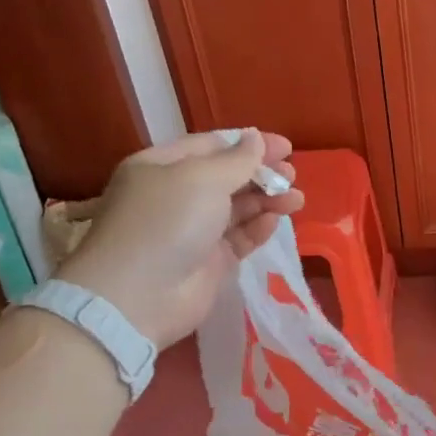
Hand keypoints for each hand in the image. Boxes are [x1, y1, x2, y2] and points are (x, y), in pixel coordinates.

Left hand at [56, 129, 304, 349]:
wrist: (139, 297)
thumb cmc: (166, 222)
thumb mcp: (202, 178)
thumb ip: (237, 159)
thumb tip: (255, 138)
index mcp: (162, 167)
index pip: (211, 146)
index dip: (249, 143)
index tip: (285, 146)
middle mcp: (176, 196)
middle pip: (227, 177)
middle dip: (261, 173)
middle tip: (291, 174)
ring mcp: (193, 231)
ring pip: (238, 208)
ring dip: (267, 200)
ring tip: (296, 199)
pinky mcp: (209, 262)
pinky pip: (239, 238)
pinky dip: (258, 228)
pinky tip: (275, 221)